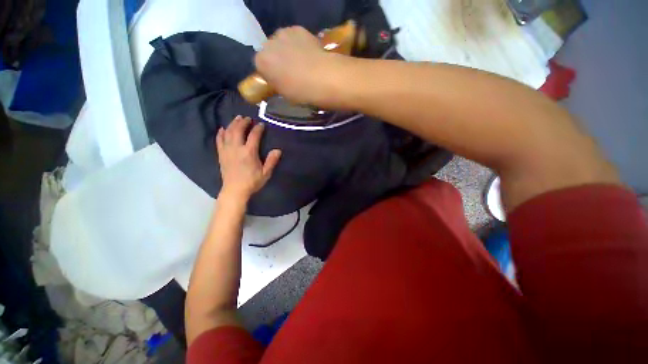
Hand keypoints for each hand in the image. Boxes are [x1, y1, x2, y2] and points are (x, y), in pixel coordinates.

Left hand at [216, 116, 280, 199]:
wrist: (235, 190)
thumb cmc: (252, 182)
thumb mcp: (265, 173)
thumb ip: (271, 161)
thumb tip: (278, 150)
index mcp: (249, 152)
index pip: (254, 136)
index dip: (258, 129)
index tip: (261, 124)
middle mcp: (237, 148)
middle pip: (238, 130)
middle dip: (243, 122)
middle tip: (247, 118)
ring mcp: (227, 150)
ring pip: (228, 133)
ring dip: (232, 124)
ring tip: (237, 118)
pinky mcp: (221, 154)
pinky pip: (219, 140)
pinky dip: (221, 133)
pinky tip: (223, 128)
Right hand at [255, 26, 344, 106]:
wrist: (322, 78)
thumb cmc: (301, 91)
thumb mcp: (284, 94)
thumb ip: (277, 84)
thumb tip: (279, 81)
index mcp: (261, 62)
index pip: (260, 66)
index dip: (270, 73)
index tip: (279, 80)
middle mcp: (268, 44)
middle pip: (270, 51)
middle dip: (277, 59)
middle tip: (290, 72)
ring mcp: (283, 33)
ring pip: (281, 42)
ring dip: (287, 50)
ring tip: (301, 62)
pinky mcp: (299, 29)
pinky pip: (295, 37)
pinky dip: (299, 44)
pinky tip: (308, 54)